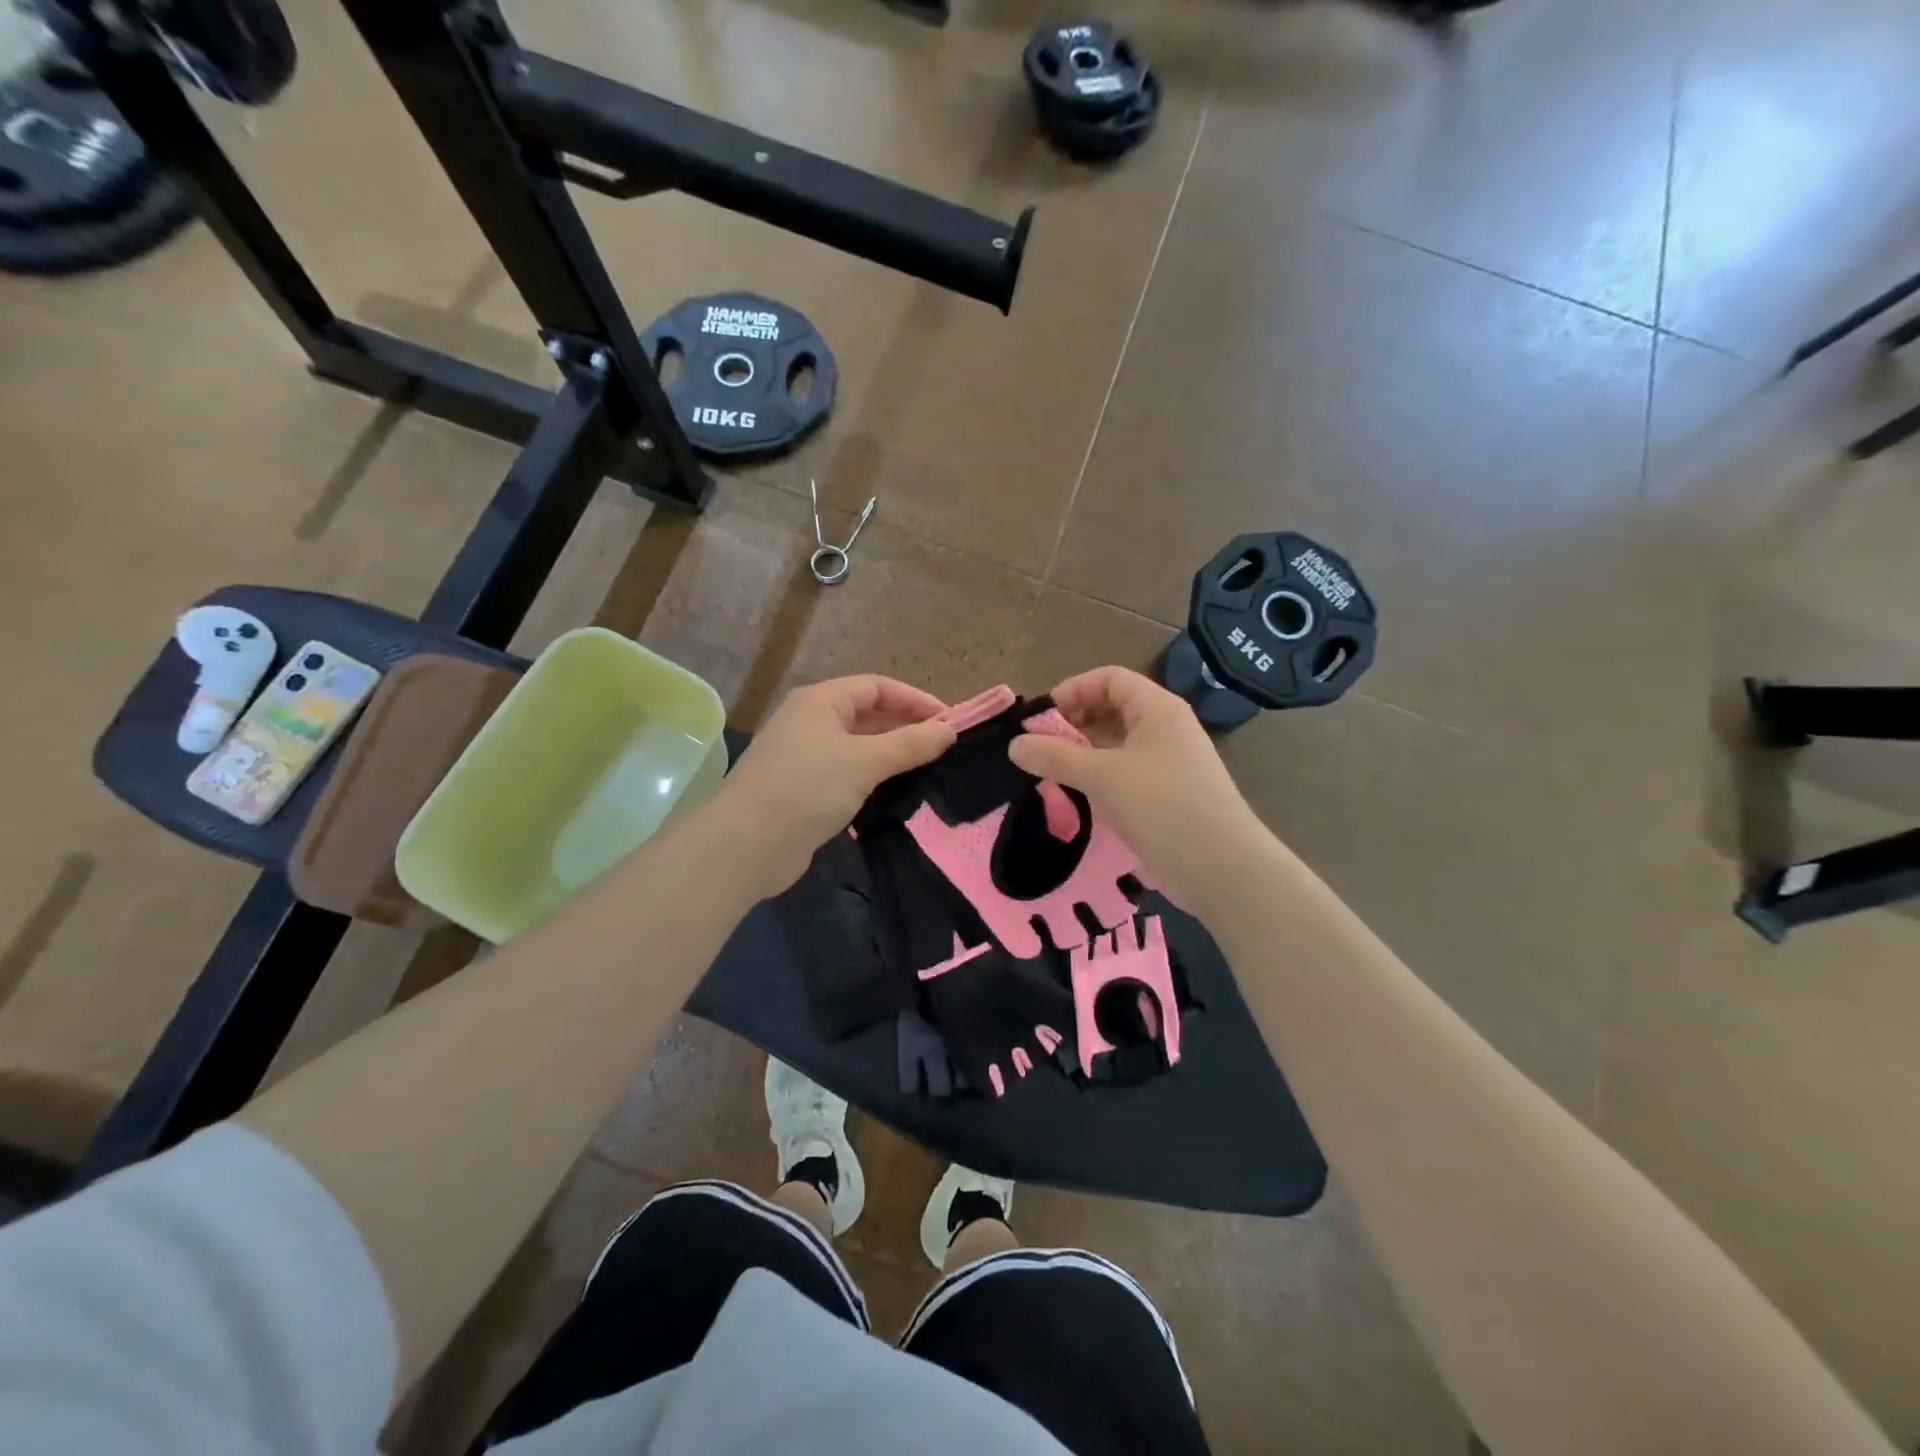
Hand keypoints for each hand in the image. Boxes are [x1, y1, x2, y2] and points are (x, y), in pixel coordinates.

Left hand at [714, 675, 957, 897]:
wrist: (746, 845)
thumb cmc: (806, 789)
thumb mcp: (865, 762)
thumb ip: (910, 744)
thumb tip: (949, 731)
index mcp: (820, 701)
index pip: (877, 687)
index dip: (915, 700)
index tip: (951, 722)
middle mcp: (811, 722)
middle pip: (868, 715)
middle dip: (906, 728)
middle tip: (945, 749)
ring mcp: (805, 757)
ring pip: (859, 747)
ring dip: (892, 756)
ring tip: (929, 771)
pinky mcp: (805, 790)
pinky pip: (848, 774)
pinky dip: (873, 779)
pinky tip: (897, 794)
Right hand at [1008, 666, 1269, 911]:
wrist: (1222, 868)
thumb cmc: (1162, 807)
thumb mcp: (1102, 777)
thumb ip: (1056, 757)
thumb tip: (1015, 745)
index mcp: (1158, 709)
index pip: (1110, 678)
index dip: (1074, 689)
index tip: (1042, 718)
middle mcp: (1167, 728)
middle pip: (1114, 708)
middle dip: (1075, 721)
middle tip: (1042, 746)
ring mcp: (1170, 763)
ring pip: (1119, 743)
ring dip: (1085, 751)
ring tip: (1053, 771)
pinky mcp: (1168, 795)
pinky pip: (1127, 772)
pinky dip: (1100, 776)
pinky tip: (1079, 795)